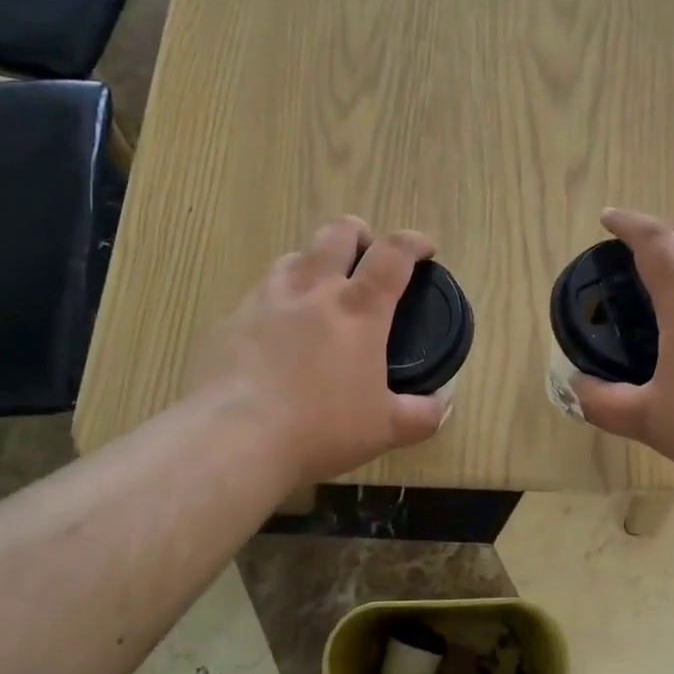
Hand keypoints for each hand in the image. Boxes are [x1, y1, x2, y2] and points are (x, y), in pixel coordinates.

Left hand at [185, 217, 449, 487]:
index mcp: (358, 308)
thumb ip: (422, 414)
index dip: (414, 241)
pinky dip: (277, 302)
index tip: (425, 248)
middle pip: (337, 232)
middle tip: (366, 258)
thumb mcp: (385, 429)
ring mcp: (265, 299)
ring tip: (319, 294)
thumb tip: (443, 404)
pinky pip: (258, 294)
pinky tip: (275, 336)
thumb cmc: (320, 430)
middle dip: (359, 234)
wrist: (233, 440)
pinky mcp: (229, 319)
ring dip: (314, 264)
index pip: (393, 253)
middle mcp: (312, 289)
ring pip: (294, 257)